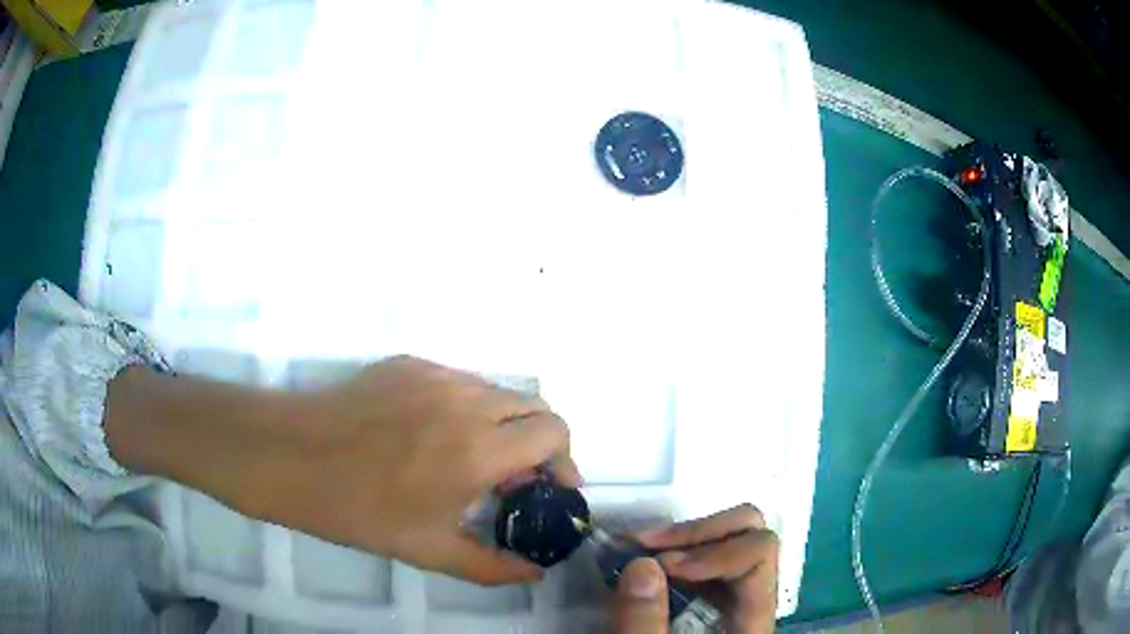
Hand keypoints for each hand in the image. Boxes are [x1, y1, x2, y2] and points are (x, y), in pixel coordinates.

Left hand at [107, 356, 579, 585]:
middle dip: (541, 442)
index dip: (565, 460)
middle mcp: (466, 400)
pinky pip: (458, 382)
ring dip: (503, 424)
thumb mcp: (429, 550)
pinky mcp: (409, 363)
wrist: (292, 456)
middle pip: (535, 405)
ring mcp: (436, 374)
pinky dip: (466, 408)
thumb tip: (534, 574)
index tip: (550, 488)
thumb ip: (493, 566)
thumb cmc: (359, 509)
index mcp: (478, 448)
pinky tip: (432, 436)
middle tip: (517, 478)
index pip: (555, 432)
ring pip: (496, 392)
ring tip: (473, 459)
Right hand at [610, 504, 779, 632]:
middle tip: (646, 547)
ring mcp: (730, 598)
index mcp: (753, 619)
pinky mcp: (709, 601)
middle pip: (751, 535)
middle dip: (697, 533)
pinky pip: (703, 560)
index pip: (760, 554)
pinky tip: (640, 561)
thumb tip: (642, 564)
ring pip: (729, 539)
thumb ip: (644, 625)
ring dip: (681, 538)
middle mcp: (751, 599)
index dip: (715, 548)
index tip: (663, 565)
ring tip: (635, 549)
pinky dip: (672, 551)